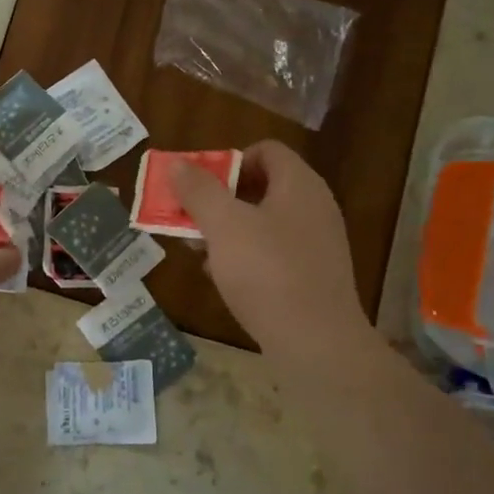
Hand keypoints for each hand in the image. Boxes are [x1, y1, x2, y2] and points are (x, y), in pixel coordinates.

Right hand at [171, 140, 367, 356]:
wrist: (316, 343)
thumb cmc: (268, 272)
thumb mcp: (224, 225)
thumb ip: (199, 191)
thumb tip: (177, 165)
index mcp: (299, 185)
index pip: (266, 151)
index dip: (229, 160)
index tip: (200, 185)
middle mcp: (313, 207)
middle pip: (261, 186)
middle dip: (219, 199)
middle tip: (189, 217)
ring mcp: (315, 244)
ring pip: (263, 223)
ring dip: (227, 230)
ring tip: (198, 250)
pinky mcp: (311, 276)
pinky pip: (272, 253)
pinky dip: (245, 257)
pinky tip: (222, 278)